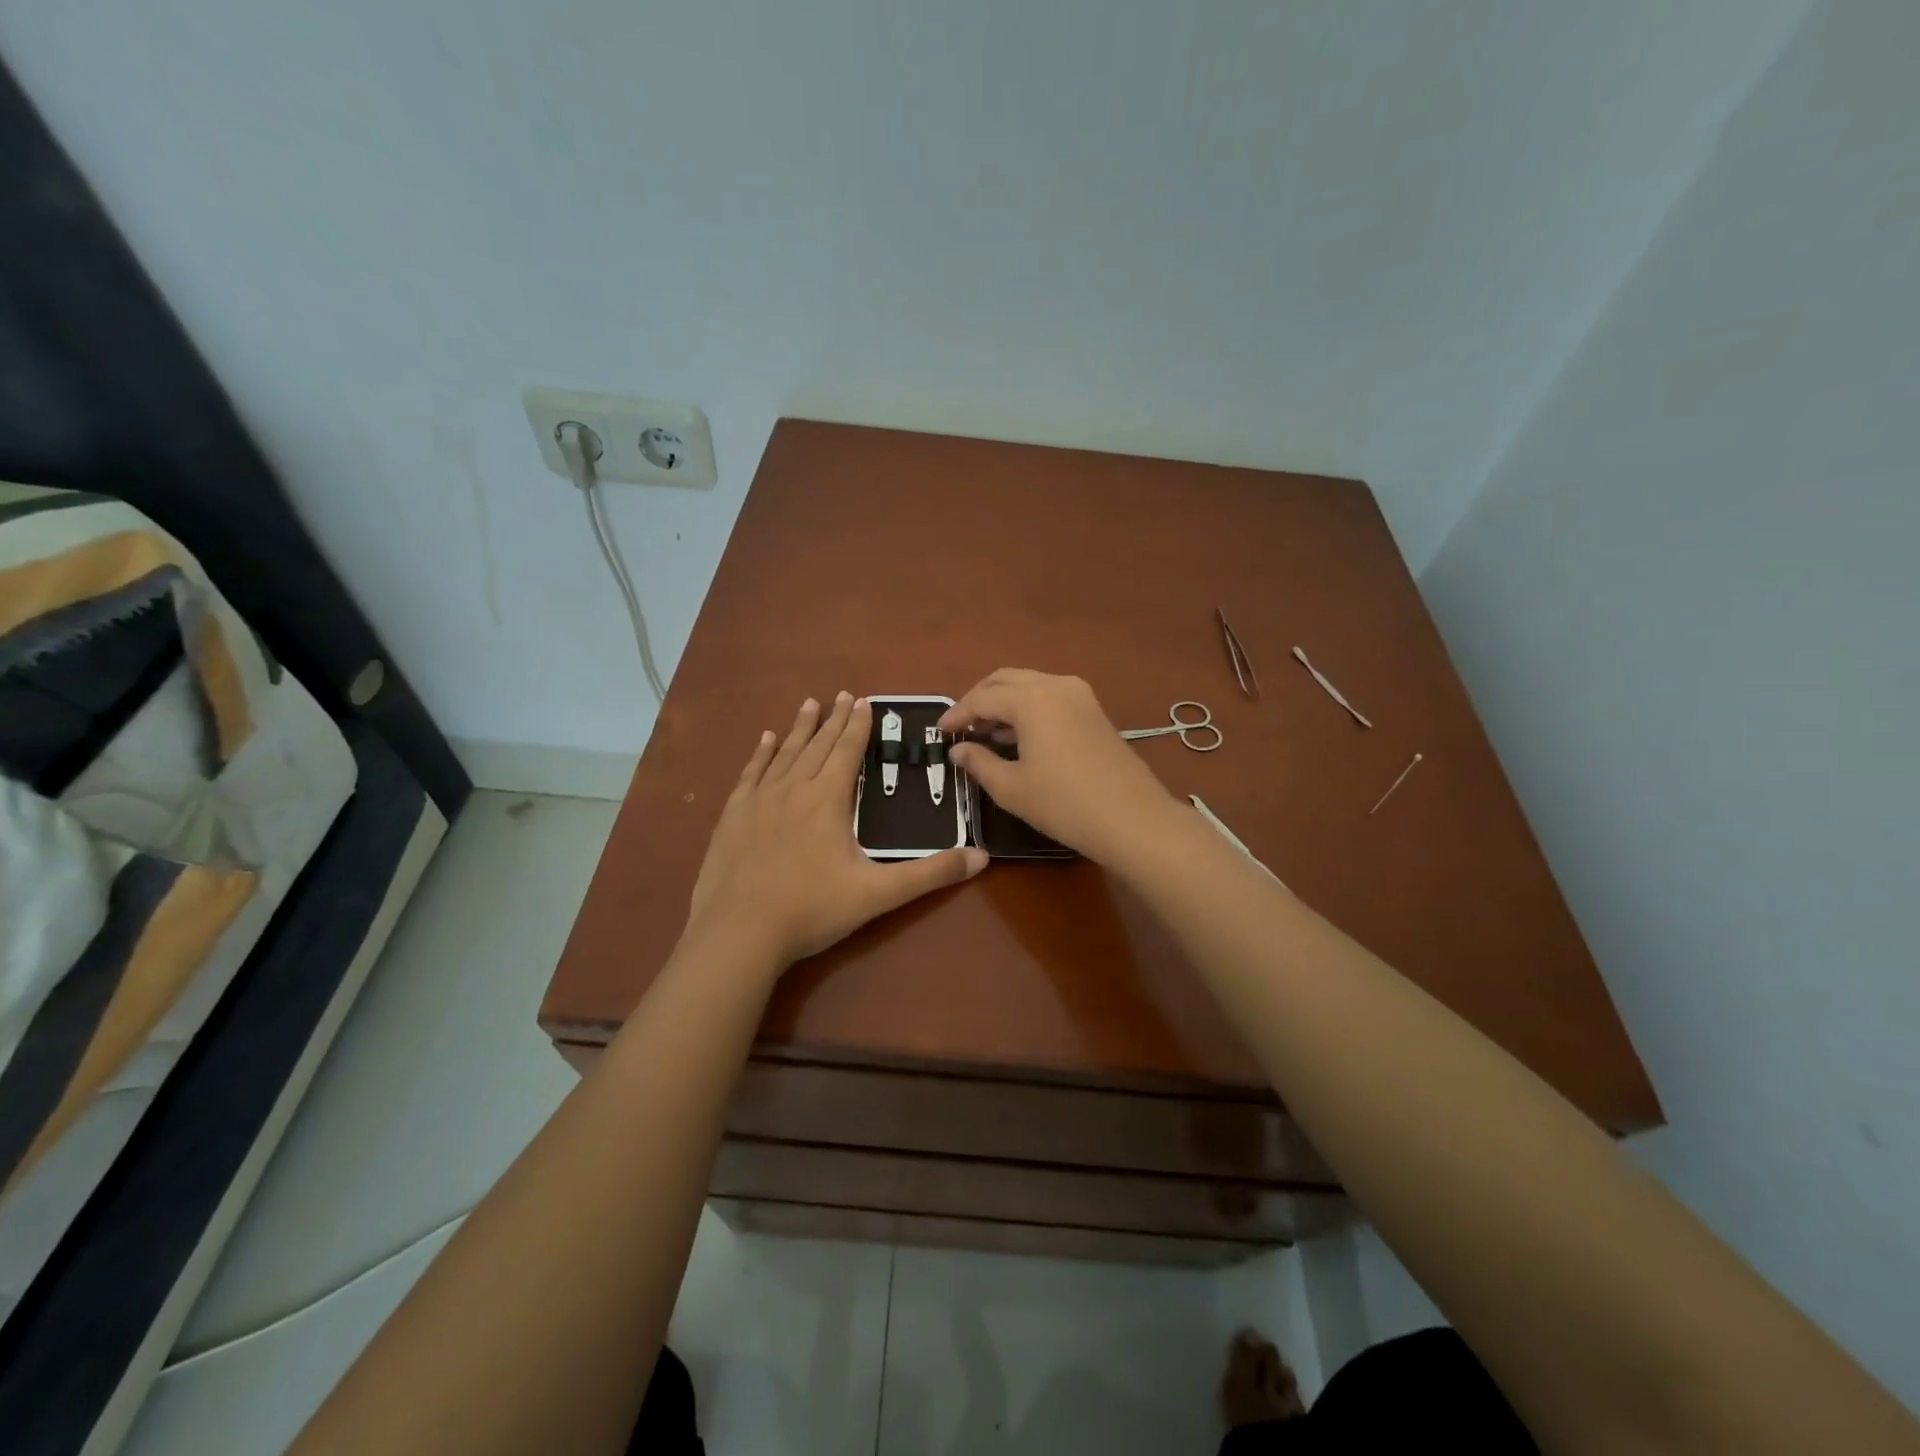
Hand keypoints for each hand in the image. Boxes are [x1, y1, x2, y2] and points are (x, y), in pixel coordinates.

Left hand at [685, 693, 987, 970]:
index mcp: (828, 800)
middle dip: (833, 719)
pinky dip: (761, 754)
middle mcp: (794, 789)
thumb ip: (930, 874)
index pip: (847, 752)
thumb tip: (981, 857)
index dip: (858, 726)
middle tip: (843, 694)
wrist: (739, 933)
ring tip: (809, 703)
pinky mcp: (733, 816)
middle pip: (817, 745)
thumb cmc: (812, 910)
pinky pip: (750, 773)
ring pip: (785, 753)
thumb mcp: (879, 894)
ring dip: (800, 728)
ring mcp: (759, 800)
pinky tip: (765, 740)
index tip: (864, 700)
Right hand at [938, 669, 1179, 864]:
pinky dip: (1028, 708)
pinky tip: (1019, 737)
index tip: (940, 733)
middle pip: (1006, 679)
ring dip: (1004, 702)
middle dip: (979, 699)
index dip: (957, 714)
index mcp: (1031, 699)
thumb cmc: (1064, 804)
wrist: (1133, 819)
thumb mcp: (1011, 788)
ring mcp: (1080, 695)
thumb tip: (958, 750)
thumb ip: (979, 762)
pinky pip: (1050, 696)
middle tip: (962, 727)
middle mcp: (1055, 685)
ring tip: (985, 733)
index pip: (982, 698)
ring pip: (1030, 685)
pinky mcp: (1094, 710)